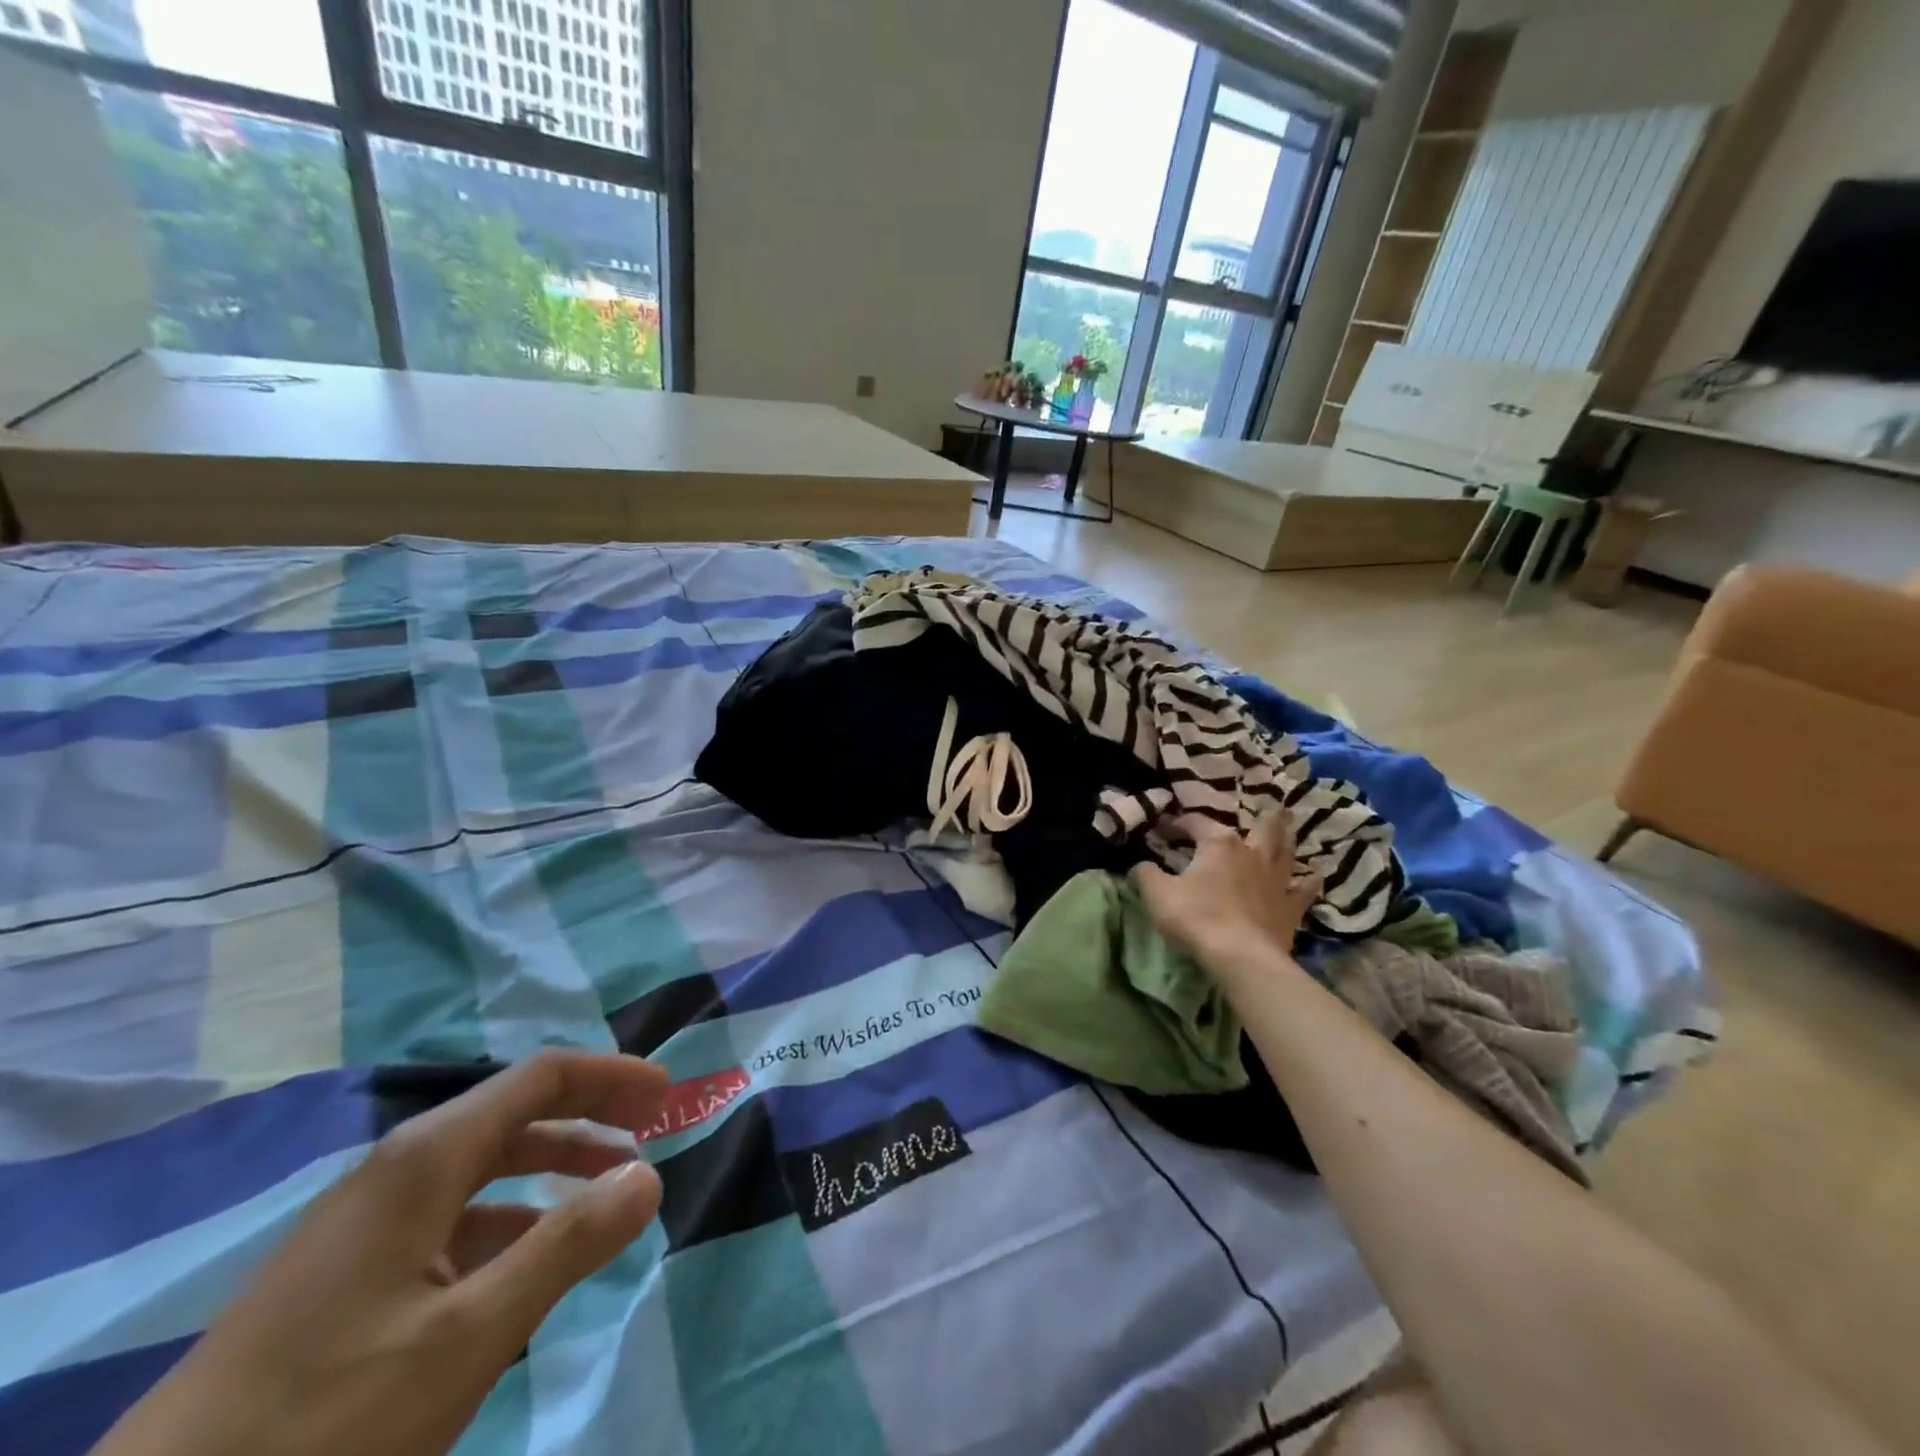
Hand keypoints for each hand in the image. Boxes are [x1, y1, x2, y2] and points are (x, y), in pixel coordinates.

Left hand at [94, 1050, 670, 1455]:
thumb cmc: (323, 1421)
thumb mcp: (467, 1335)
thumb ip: (568, 1243)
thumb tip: (649, 1175)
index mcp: (427, 1158)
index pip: (541, 1077)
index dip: (611, 1075)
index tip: (668, 1094)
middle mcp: (397, 1170)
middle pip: (516, 1111)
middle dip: (591, 1115)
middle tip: (651, 1133)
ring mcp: (365, 1223)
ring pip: (484, 1167)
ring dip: (553, 1168)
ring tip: (602, 1199)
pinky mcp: (346, 1274)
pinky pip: (451, 1217)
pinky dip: (509, 1218)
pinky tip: (525, 1264)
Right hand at [1133, 811, 1322, 971]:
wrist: (1240, 956)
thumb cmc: (1196, 917)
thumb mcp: (1158, 893)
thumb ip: (1146, 874)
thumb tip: (1140, 864)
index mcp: (1218, 844)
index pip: (1196, 823)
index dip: (1178, 824)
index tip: (1163, 828)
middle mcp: (1251, 853)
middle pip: (1260, 827)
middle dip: (1262, 815)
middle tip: (1270, 805)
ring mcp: (1276, 879)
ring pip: (1285, 850)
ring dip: (1287, 835)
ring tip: (1290, 822)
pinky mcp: (1291, 907)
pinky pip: (1304, 889)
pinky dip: (1309, 879)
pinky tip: (1315, 873)